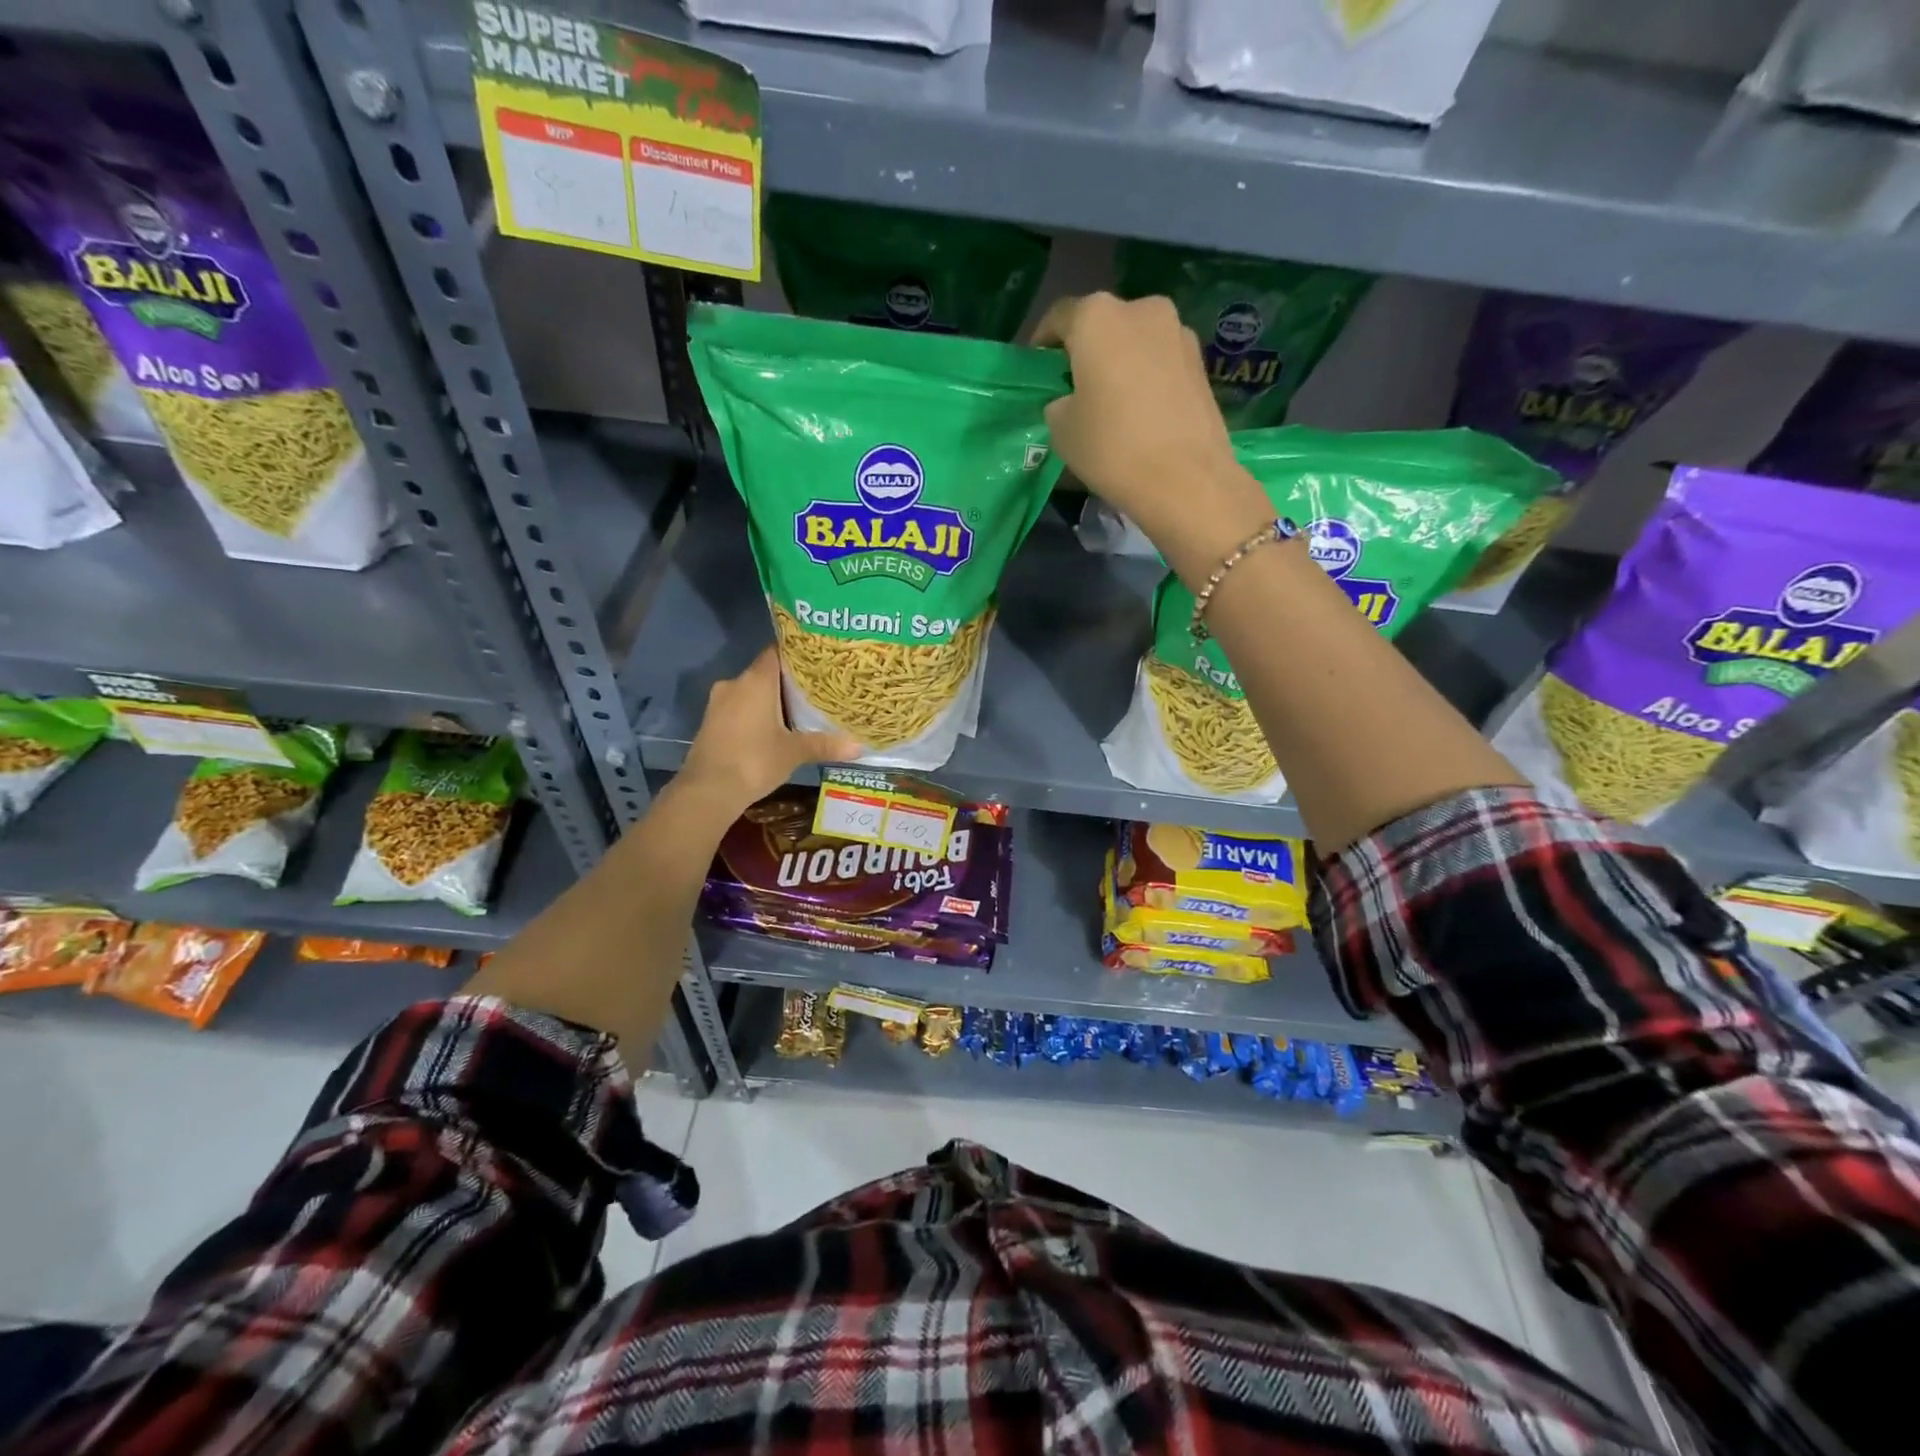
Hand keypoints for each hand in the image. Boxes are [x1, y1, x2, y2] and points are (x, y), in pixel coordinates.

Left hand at [680, 647, 861, 813]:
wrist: (708, 791)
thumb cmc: (754, 761)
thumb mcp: (794, 752)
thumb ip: (825, 744)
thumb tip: (859, 746)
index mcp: (756, 680)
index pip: (777, 652)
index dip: (797, 654)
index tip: (818, 660)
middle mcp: (735, 683)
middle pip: (766, 672)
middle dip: (789, 681)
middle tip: (816, 689)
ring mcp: (718, 703)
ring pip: (751, 692)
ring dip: (771, 700)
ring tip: (799, 710)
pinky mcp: (711, 722)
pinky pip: (739, 708)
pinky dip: (756, 713)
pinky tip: (773, 728)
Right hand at [1033, 292, 1271, 577]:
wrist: (1186, 480)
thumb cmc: (1112, 448)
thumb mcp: (1061, 429)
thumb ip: (1058, 402)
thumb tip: (1070, 399)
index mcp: (1097, 317)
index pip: (1058, 317)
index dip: (1043, 343)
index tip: (1039, 370)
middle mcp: (1140, 309)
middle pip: (1102, 324)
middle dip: (1085, 351)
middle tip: (1072, 388)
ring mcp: (1177, 332)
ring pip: (1134, 341)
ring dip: (1118, 363)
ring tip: (1109, 402)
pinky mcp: (1200, 361)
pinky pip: (1159, 361)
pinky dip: (1144, 377)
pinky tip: (1139, 411)